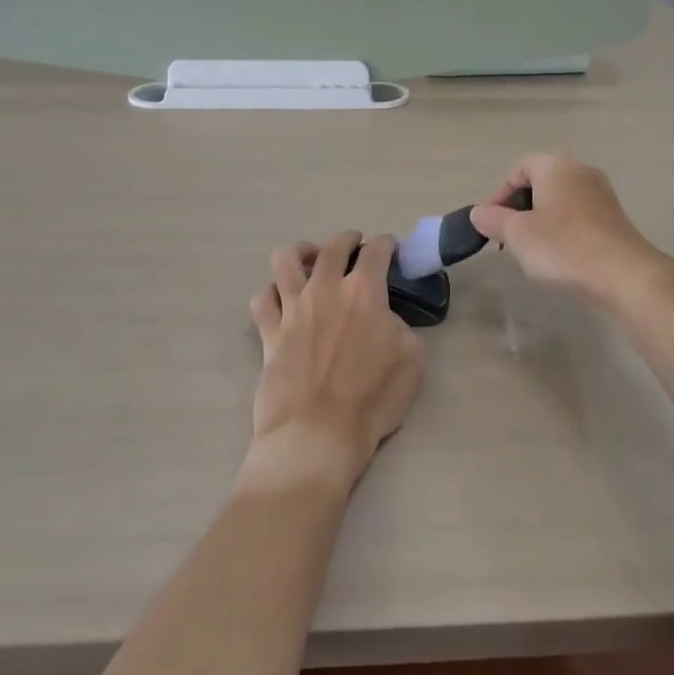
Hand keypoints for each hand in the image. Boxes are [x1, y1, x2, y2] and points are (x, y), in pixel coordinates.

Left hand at [244, 231, 424, 494]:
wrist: (316, 434)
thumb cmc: (372, 400)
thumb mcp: (411, 361)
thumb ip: (400, 328)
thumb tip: (385, 319)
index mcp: (364, 292)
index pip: (377, 251)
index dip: (386, 245)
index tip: (389, 250)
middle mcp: (325, 289)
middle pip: (332, 246)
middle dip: (347, 239)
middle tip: (354, 246)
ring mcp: (292, 309)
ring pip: (286, 259)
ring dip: (302, 252)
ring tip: (311, 260)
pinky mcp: (268, 332)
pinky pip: (262, 298)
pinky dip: (272, 292)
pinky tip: (282, 299)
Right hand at [469, 151, 668, 306]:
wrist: (624, 275)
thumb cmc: (563, 246)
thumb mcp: (516, 234)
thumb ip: (493, 219)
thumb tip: (478, 212)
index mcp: (555, 166)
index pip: (519, 169)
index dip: (500, 195)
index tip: (491, 223)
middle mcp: (581, 171)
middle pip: (541, 183)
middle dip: (521, 208)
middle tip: (509, 237)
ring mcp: (603, 194)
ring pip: (560, 201)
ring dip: (542, 221)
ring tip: (533, 250)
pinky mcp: (615, 218)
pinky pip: (579, 217)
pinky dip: (564, 230)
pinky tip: (561, 256)